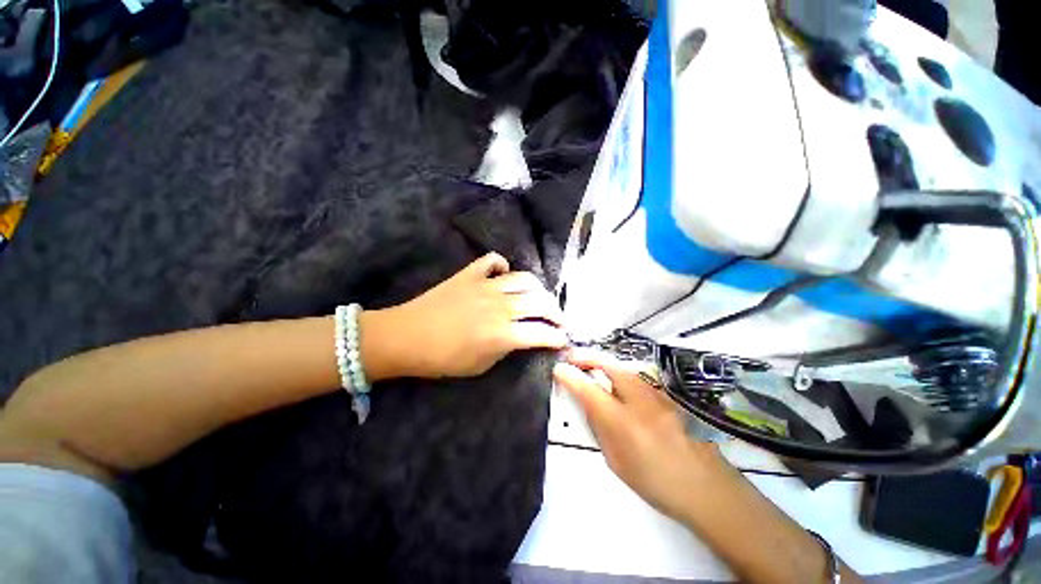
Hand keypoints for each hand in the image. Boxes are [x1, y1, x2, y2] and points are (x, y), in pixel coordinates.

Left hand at [365, 253, 567, 379]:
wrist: (406, 337)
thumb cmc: (442, 359)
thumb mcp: (480, 366)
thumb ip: (506, 350)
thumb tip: (521, 338)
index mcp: (502, 333)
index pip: (541, 332)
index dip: (557, 337)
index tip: (563, 340)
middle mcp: (500, 306)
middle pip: (540, 303)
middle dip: (556, 313)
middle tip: (558, 320)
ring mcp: (485, 286)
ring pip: (524, 279)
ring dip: (538, 290)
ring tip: (539, 298)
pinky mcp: (470, 274)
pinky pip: (493, 260)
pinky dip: (503, 266)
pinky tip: (504, 276)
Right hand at [553, 349, 731, 520]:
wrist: (708, 489)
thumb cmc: (657, 483)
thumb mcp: (618, 462)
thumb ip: (602, 429)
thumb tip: (591, 406)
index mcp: (623, 423)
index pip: (589, 390)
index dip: (571, 376)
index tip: (558, 368)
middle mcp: (640, 401)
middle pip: (610, 366)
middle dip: (588, 357)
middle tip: (574, 357)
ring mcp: (658, 396)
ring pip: (625, 370)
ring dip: (605, 364)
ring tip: (592, 366)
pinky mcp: (670, 397)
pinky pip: (639, 379)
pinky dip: (622, 375)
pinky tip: (621, 385)